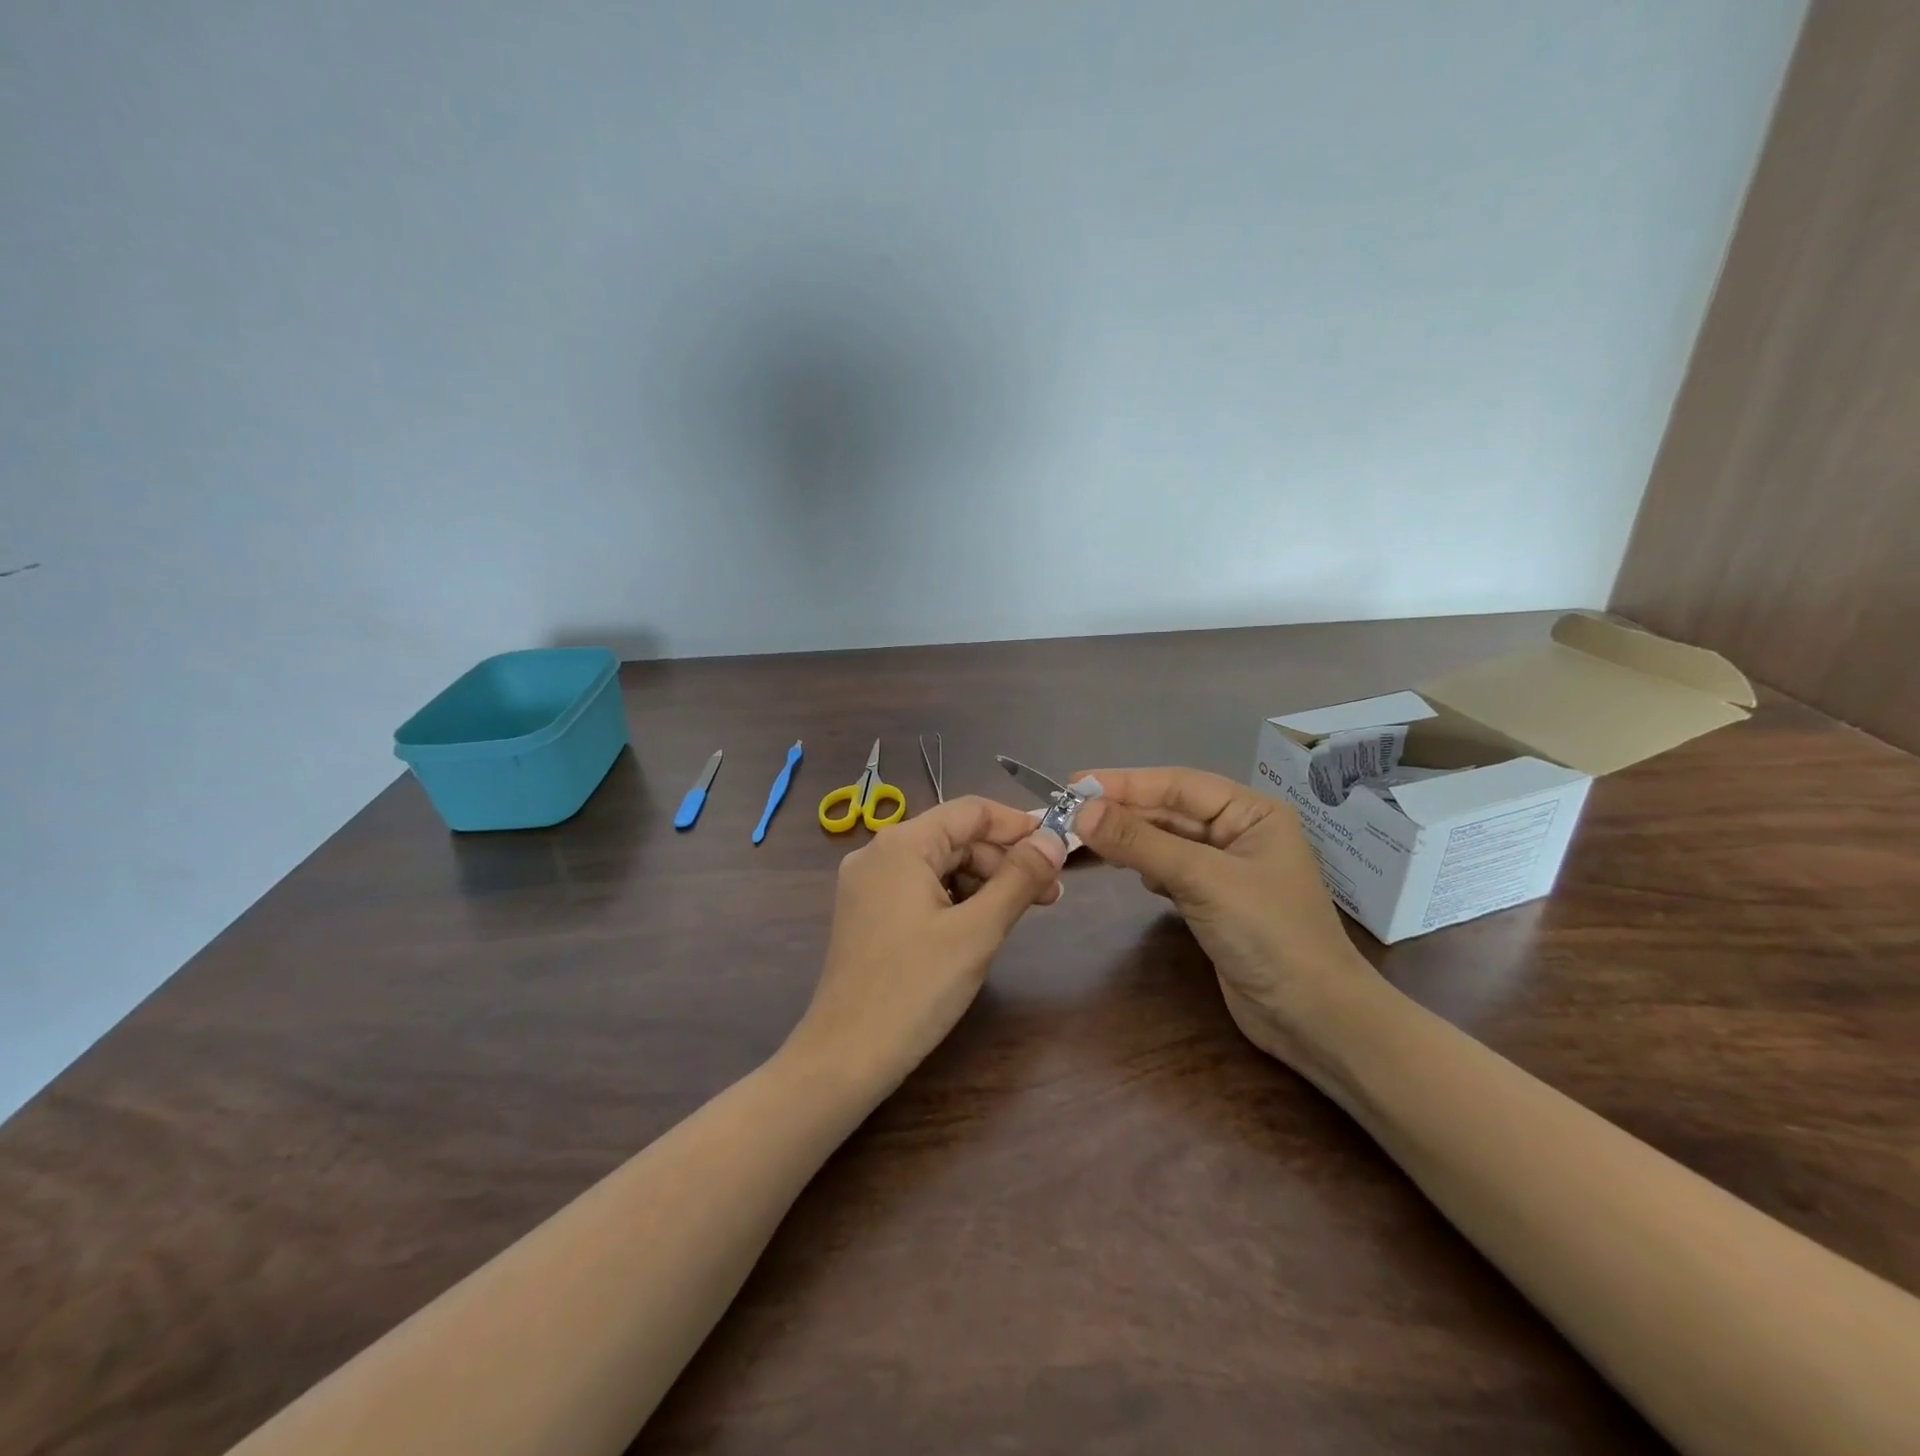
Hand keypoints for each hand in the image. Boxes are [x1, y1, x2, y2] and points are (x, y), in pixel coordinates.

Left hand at [784, 796, 1066, 1095]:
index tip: (1059, 848)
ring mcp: (868, 885)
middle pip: (955, 838)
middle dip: (1004, 861)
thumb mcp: (977, 931)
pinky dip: (957, 899)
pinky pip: (921, 889)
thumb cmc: (915, 989)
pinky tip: (981, 925)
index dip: (1018, 825)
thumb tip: (1054, 839)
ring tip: (1022, 912)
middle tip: (1050, 894)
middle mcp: (878, 853)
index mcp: (901, 844)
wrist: (845, 1057)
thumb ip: (1019, 879)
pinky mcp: (867, 913)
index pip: (970, 811)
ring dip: (984, 882)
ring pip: (940, 865)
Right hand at [1071, 768, 1378, 1068]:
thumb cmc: (1268, 934)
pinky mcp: (1214, 902)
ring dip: (1130, 838)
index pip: (1178, 784)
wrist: (1312, 1018)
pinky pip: (1170, 870)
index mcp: (1252, 813)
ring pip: (1167, 841)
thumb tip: (1081, 811)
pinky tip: (1125, 869)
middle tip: (1067, 812)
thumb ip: (1140, 842)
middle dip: (1123, 811)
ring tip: (1085, 836)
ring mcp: (1227, 870)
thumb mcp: (1202, 880)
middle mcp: (1240, 833)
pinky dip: (1144, 866)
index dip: (1124, 782)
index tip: (1074, 783)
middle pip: (1170, 811)